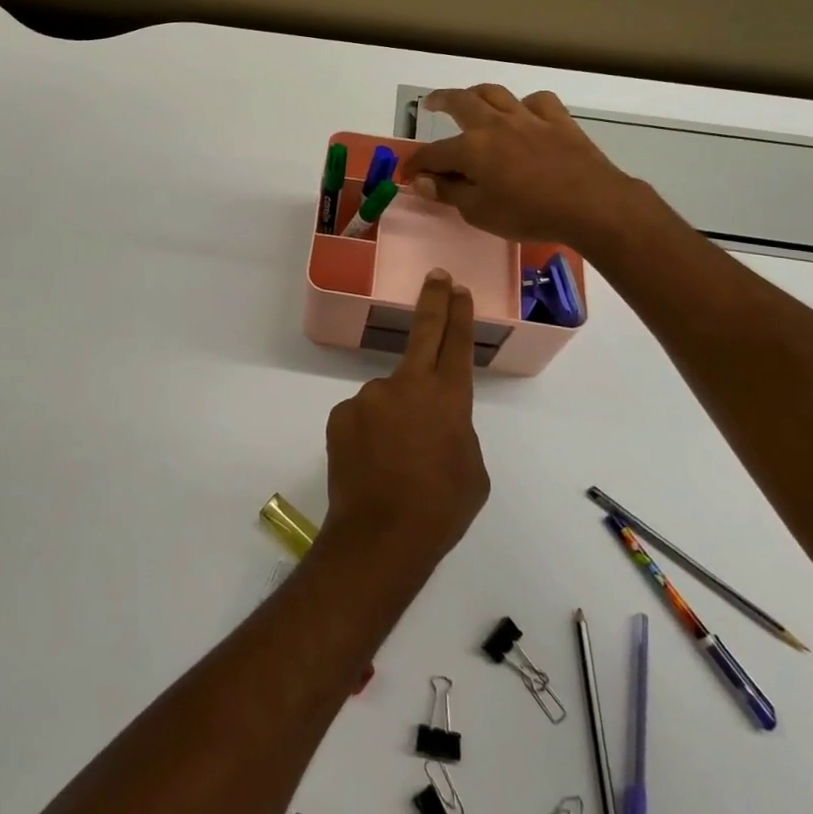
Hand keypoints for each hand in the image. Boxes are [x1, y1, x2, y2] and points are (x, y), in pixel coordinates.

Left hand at [322, 271, 487, 570]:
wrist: (381, 535)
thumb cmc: (441, 509)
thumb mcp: (471, 471)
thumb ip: (456, 431)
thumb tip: (436, 420)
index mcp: (448, 399)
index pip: (456, 344)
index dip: (458, 313)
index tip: (458, 288)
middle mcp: (407, 386)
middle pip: (423, 333)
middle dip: (433, 301)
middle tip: (437, 277)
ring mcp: (370, 396)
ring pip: (388, 398)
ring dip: (394, 418)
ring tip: (395, 463)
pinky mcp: (341, 412)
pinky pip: (362, 417)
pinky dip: (369, 434)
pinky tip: (371, 464)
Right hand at [397, 85, 637, 249]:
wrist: (592, 205)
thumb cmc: (529, 214)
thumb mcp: (480, 213)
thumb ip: (450, 194)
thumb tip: (423, 182)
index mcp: (471, 148)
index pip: (432, 153)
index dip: (415, 164)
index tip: (407, 175)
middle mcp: (495, 124)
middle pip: (461, 102)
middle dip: (440, 100)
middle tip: (430, 102)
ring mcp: (528, 118)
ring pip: (496, 93)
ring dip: (478, 93)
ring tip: (471, 98)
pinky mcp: (559, 121)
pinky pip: (538, 102)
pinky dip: (526, 105)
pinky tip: (525, 113)